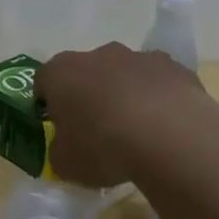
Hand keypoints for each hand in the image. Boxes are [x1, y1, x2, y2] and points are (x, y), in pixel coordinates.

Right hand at [37, 42, 218, 186]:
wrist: (170, 136)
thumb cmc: (103, 147)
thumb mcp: (66, 163)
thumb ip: (59, 150)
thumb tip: (65, 146)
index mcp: (61, 73)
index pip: (44, 81)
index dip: (48, 103)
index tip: (58, 126)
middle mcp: (97, 55)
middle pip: (86, 72)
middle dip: (89, 95)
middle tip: (97, 129)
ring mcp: (138, 57)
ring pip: (125, 73)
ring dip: (125, 94)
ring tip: (136, 131)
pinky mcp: (174, 66)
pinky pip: (158, 82)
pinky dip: (158, 98)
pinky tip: (166, 127)